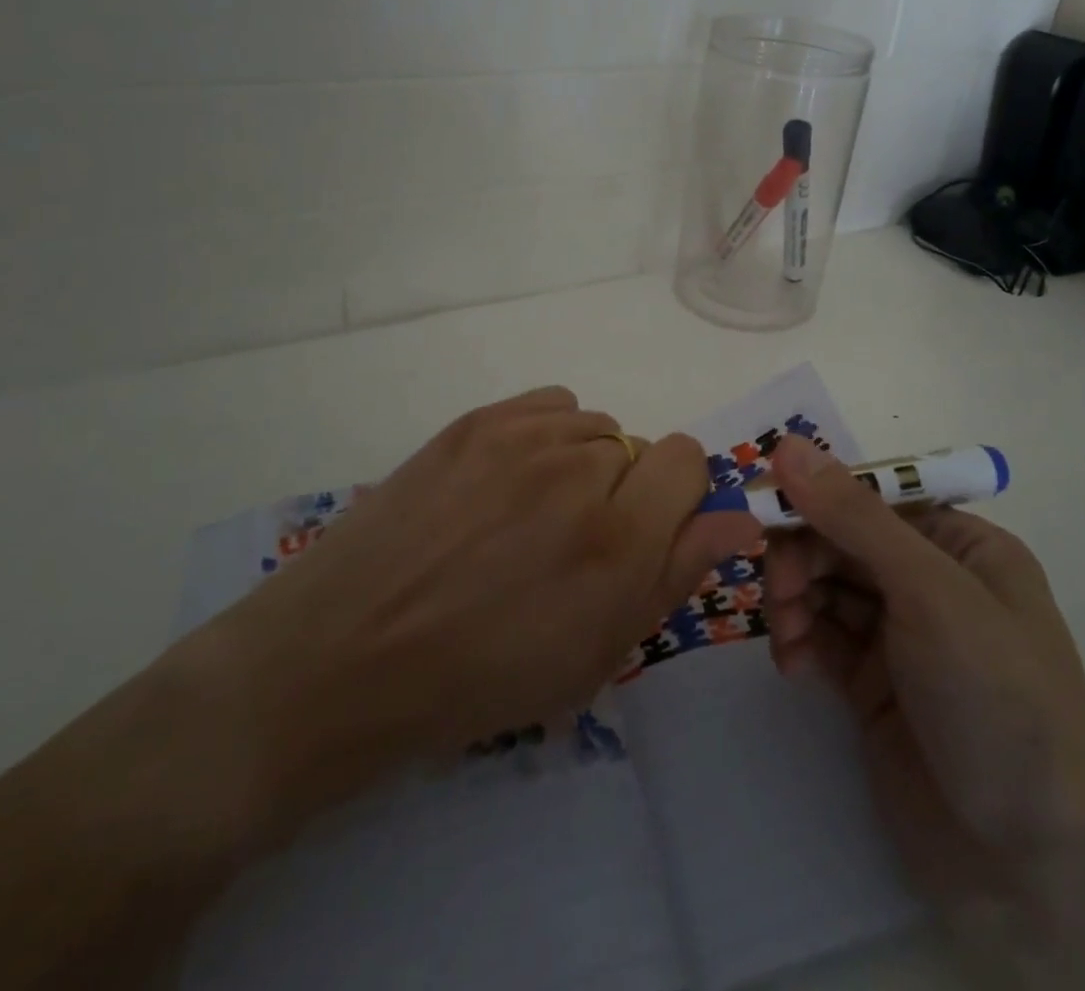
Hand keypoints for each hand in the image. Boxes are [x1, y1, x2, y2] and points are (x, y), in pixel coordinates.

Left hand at [196, 386, 760, 831]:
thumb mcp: (595, 654)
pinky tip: (509, 481)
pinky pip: (550, 405)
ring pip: (594, 426)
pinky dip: (548, 436)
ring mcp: (522, 436)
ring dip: (583, 465)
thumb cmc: (480, 679)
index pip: (689, 459)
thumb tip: (738, 518)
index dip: (677, 498)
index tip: (645, 535)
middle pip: (639, 446)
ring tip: (530, 515)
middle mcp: (579, 469)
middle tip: (571, 544)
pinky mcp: (476, 420)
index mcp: (617, 538)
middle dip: (625, 492)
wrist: (346, 656)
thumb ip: (675, 574)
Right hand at [762, 435, 1084, 911]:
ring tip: (785, 633)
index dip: (817, 496)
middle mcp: (929, 582)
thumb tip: (788, 445)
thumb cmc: (997, 698)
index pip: (872, 497)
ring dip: (793, 598)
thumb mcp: (930, 592)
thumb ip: (855, 517)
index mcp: (960, 545)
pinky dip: (797, 639)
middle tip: (779, 590)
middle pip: (842, 540)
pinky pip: (820, 637)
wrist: (1037, 865)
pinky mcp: (873, 686)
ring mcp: (900, 637)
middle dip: (803, 556)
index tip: (763, 509)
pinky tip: (790, 663)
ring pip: (824, 586)